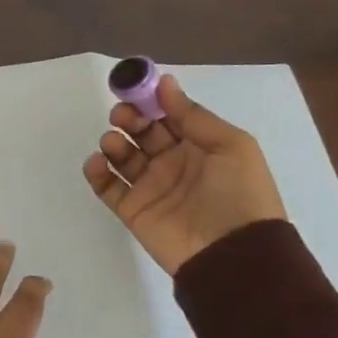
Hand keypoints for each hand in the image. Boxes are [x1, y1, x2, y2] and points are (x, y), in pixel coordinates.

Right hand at [83, 74, 285, 275]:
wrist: (235, 256)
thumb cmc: (240, 194)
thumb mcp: (231, 146)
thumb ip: (193, 114)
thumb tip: (164, 82)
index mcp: (198, 146)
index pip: (166, 116)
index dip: (150, 101)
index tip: (133, 90)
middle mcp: (172, 163)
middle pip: (141, 132)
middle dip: (128, 118)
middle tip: (122, 117)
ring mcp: (150, 187)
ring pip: (121, 156)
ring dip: (112, 142)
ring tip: (114, 145)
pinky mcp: (132, 210)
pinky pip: (107, 186)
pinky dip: (96, 172)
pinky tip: (98, 163)